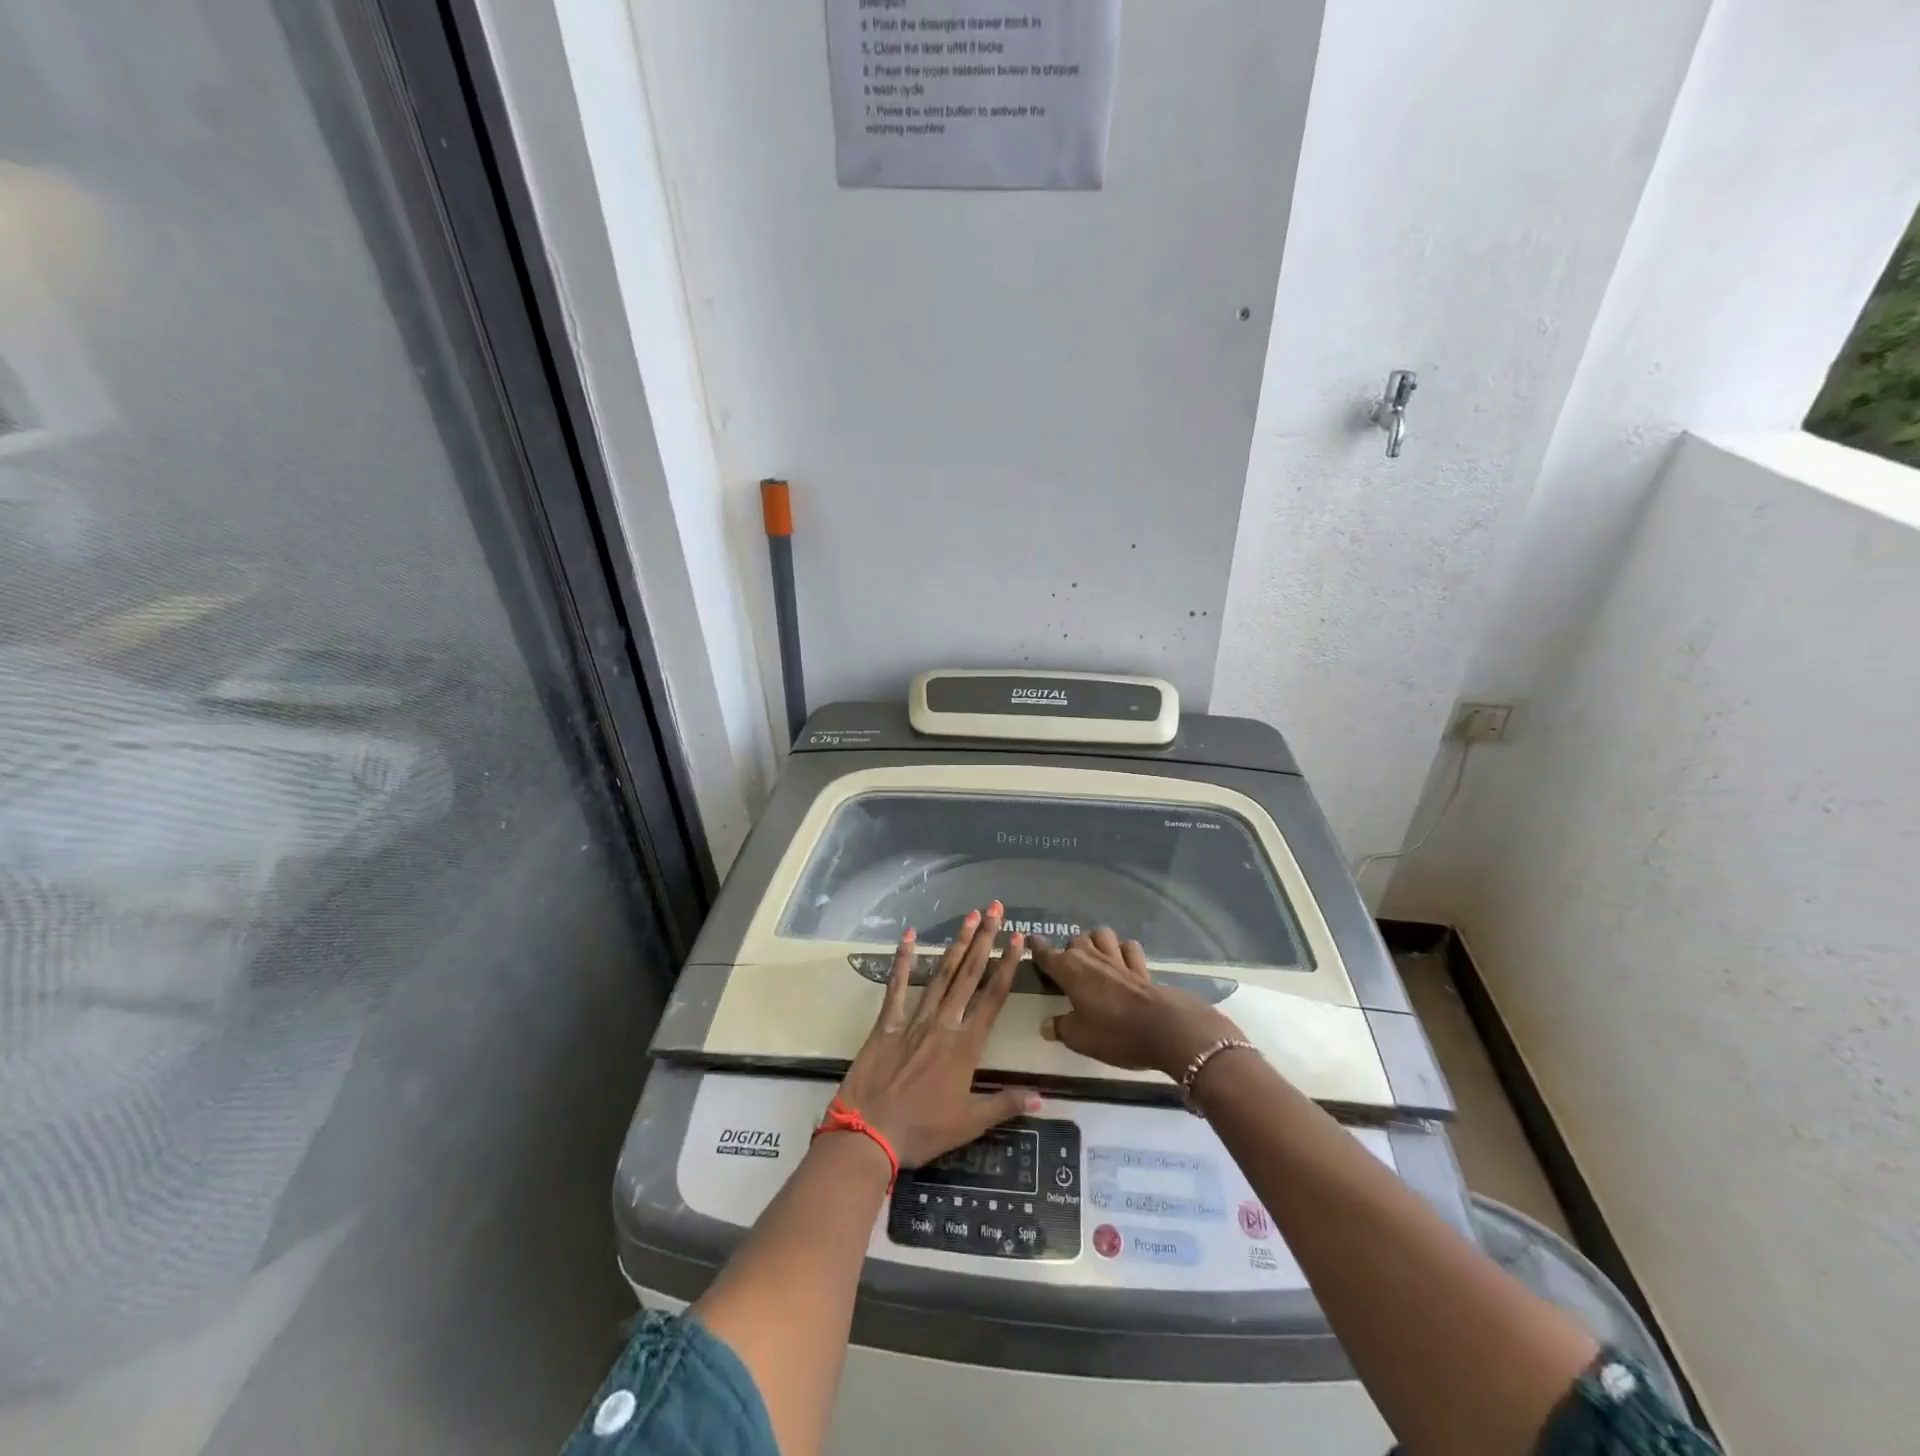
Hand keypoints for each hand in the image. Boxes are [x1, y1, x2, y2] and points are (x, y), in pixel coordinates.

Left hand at [833, 903, 1039, 1167]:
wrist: (869, 1134)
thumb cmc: (923, 1131)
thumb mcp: (969, 1124)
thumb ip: (1005, 1104)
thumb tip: (1041, 1097)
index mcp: (966, 1046)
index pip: (993, 997)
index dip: (1007, 965)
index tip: (1016, 938)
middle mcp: (944, 1024)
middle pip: (969, 975)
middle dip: (984, 940)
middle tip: (995, 909)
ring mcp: (914, 1020)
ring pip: (940, 974)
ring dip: (956, 944)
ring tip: (969, 917)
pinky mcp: (887, 1023)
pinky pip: (896, 987)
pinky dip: (902, 961)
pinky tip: (907, 936)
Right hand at [1032, 928, 1241, 1078]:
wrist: (1164, 1028)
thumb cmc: (1115, 1033)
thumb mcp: (1080, 1038)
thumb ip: (1061, 1028)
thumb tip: (1046, 1025)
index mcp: (1070, 970)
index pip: (1047, 953)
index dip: (1037, 947)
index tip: (1031, 940)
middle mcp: (1091, 958)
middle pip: (1076, 940)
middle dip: (1069, 949)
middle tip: (1068, 967)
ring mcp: (1118, 959)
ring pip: (1102, 935)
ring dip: (1096, 941)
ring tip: (1094, 956)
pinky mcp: (1141, 967)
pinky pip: (1129, 948)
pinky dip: (1123, 950)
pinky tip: (1122, 961)